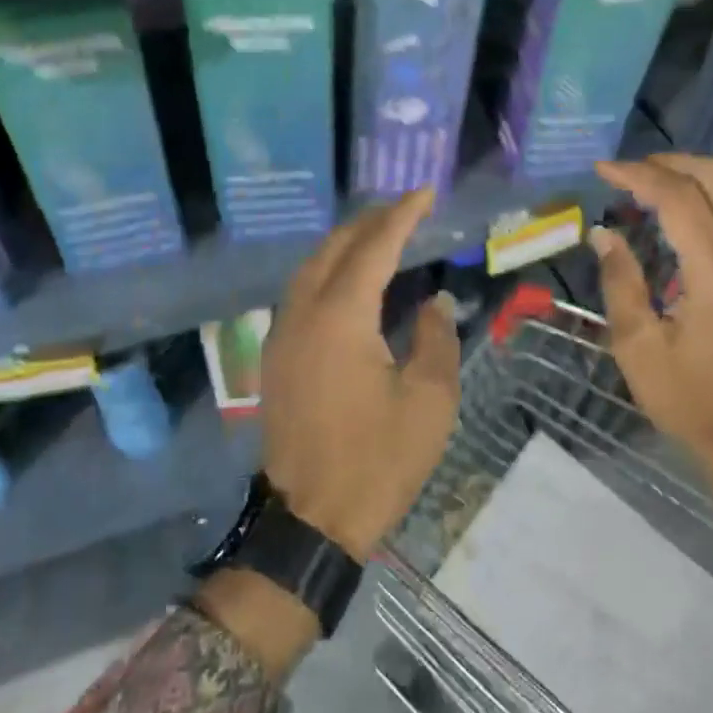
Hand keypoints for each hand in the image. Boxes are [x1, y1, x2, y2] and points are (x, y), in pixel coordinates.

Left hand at [260, 190, 460, 559]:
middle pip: (334, 248)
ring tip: (378, 233)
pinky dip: (326, 270)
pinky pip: (300, 291)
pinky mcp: (276, 355)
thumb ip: (436, 339)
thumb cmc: (378, 460)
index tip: (424, 193)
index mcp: (341, 317)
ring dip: (344, 243)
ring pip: (310, 267)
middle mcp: (304, 312)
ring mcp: (282, 333)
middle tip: (405, 209)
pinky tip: (346, 277)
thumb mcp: (429, 401)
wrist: (311, 520)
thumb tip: (435, 302)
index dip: (401, 216)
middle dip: (370, 222)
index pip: (374, 247)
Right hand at [591, 156, 712, 543]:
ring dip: (691, 174)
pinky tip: (675, 211)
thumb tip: (603, 233)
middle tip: (626, 171)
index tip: (601, 170)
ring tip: (645, 183)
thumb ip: (620, 283)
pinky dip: (707, 195)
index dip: (637, 175)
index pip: (680, 199)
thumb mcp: (638, 348)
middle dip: (670, 162)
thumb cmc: (690, 400)